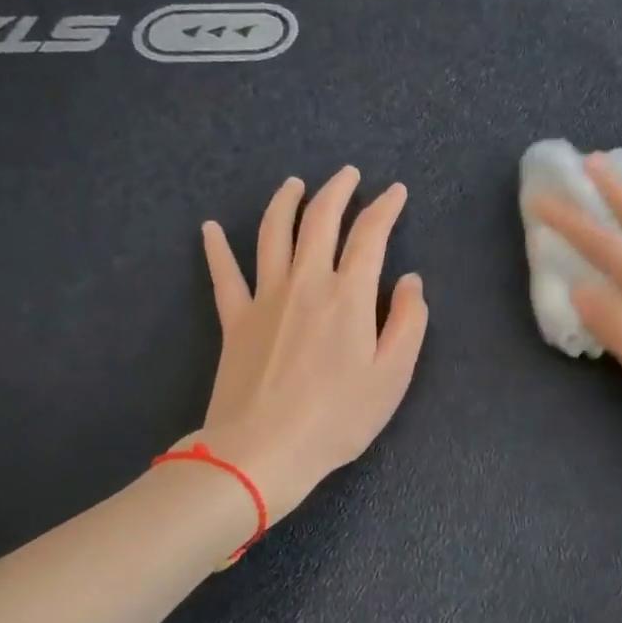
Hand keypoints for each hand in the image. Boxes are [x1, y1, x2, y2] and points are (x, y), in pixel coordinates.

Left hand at [193, 168, 427, 521]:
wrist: (264, 449)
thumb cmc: (338, 417)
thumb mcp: (393, 375)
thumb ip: (409, 321)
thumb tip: (411, 280)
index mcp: (349, 295)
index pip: (369, 235)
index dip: (385, 208)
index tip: (396, 191)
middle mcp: (306, 283)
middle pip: (319, 221)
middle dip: (337, 191)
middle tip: (348, 173)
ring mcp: (265, 298)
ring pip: (273, 234)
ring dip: (285, 203)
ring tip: (293, 183)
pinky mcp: (235, 319)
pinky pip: (224, 275)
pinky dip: (217, 248)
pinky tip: (211, 228)